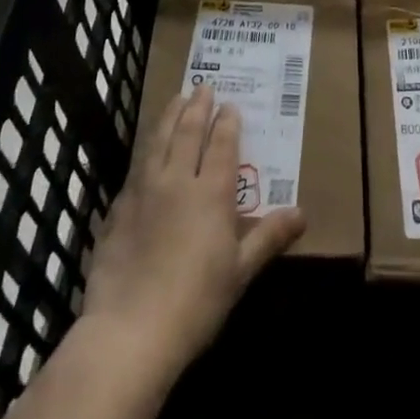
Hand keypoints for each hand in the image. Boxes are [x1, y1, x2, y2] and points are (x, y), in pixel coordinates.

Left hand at [79, 85, 303, 387]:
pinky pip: (136, 167)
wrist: (129, 331)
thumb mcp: (240, 272)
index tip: (230, 104)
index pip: (221, 144)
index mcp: (211, 192)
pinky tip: (147, 150)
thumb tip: (302, 213)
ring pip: (158, 140)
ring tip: (176, 99)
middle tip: (203, 87)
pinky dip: (146, 149)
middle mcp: (178, 180)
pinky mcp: (118, 209)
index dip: (227, 122)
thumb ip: (268, 237)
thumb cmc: (195, 303)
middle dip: (198, 107)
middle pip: (188, 132)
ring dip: (169, 116)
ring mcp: (144, 191)